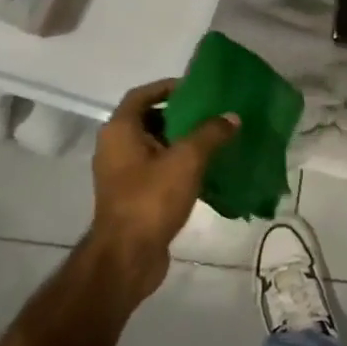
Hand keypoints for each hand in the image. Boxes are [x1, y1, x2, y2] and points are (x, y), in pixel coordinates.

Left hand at [89, 79, 239, 298]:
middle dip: (179, 115)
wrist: (127, 258)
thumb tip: (231, 117)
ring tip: (213, 140)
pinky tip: (204, 171)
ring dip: (180, 141)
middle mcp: (115, 148)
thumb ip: (210, 134)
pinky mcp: (132, 197)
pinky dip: (177, 165)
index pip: (141, 95)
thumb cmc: (150, 199)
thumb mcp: (186, 160)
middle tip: (210, 114)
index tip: (196, 88)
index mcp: (120, 131)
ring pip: (154, 147)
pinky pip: (156, 170)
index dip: (167, 87)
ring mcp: (121, 174)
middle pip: (148, 119)